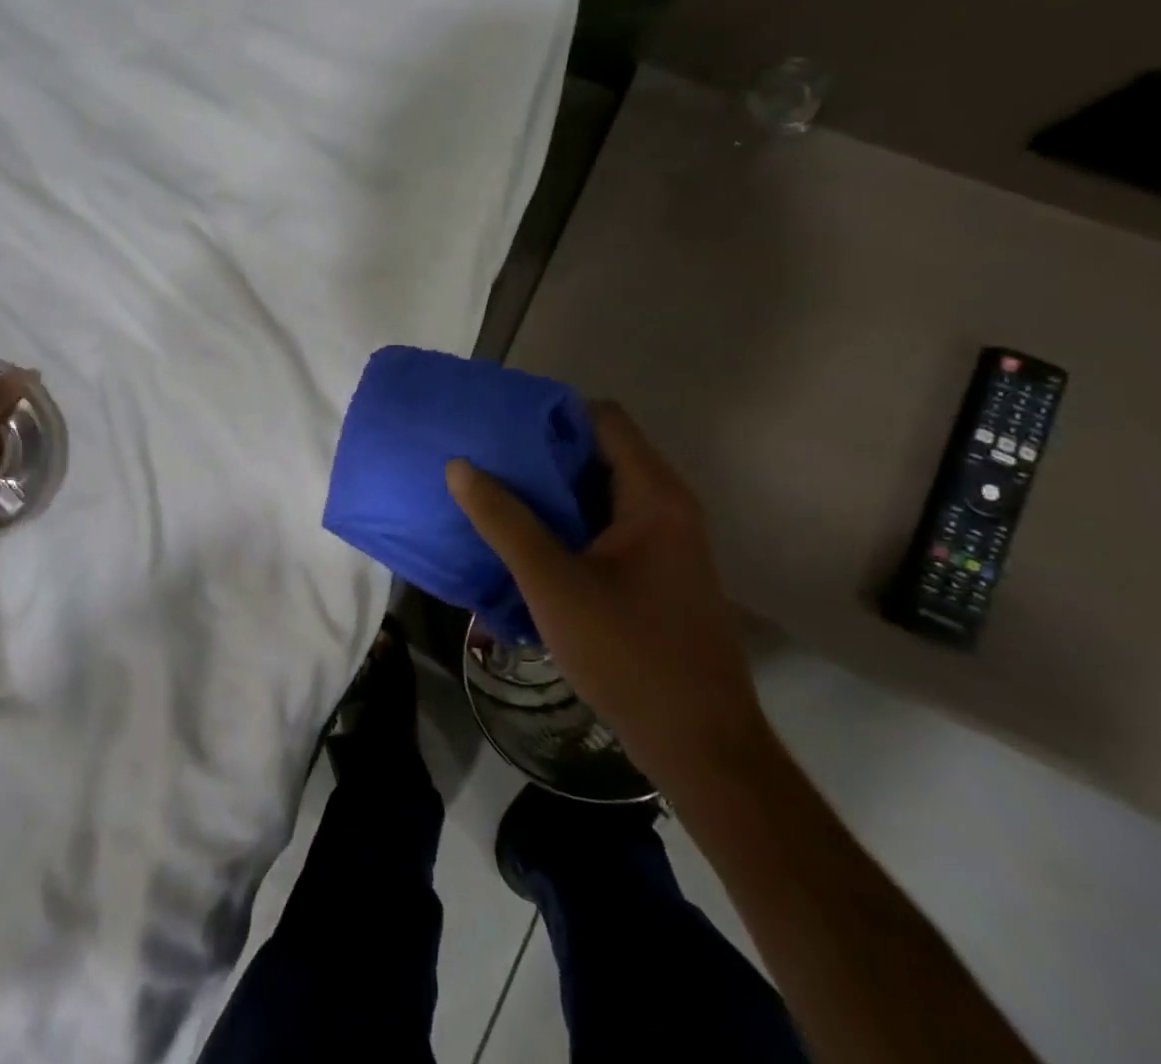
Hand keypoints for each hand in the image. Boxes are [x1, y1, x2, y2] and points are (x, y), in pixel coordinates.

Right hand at [446, 402, 771, 788]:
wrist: (701, 745)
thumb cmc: (628, 653)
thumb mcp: (552, 583)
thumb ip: (504, 521)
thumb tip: (460, 466)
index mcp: (653, 496)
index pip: (603, 419)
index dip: (551, 414)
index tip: (500, 425)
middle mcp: (666, 507)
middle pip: (599, 452)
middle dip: (541, 453)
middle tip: (486, 458)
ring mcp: (664, 543)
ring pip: (599, 493)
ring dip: (551, 491)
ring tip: (494, 493)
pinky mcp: (656, 574)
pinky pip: (605, 526)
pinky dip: (567, 523)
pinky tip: (525, 542)